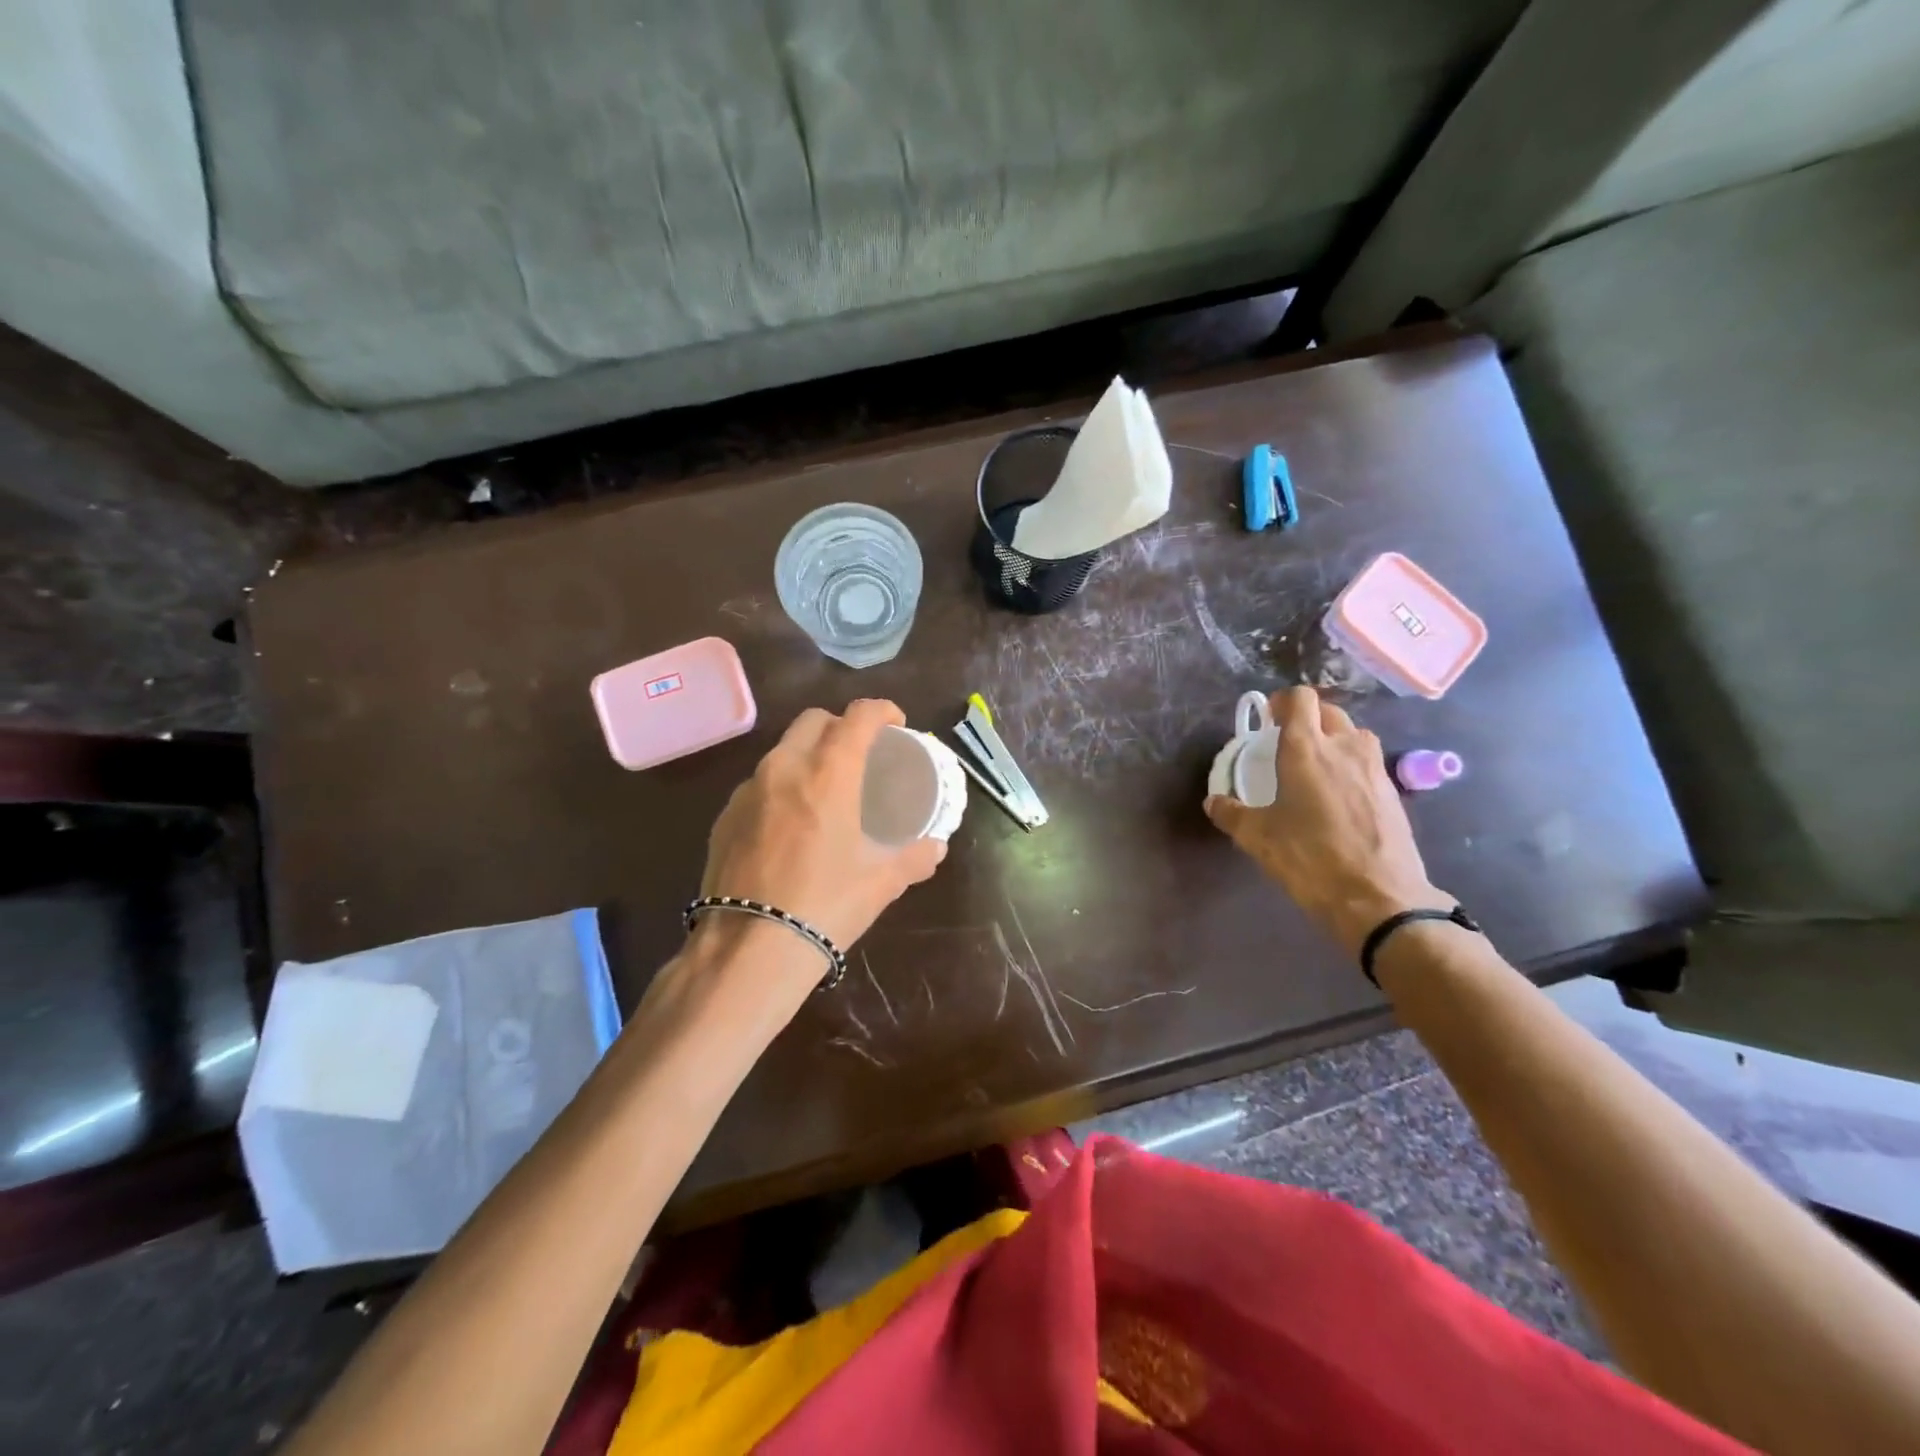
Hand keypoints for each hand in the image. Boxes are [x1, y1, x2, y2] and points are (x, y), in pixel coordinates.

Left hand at [698, 699, 946, 955]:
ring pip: (782, 751)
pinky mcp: (723, 817)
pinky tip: (789, 824)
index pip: (858, 717)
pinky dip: (780, 788)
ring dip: (807, 756)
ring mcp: (747, 791)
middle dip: (840, 725)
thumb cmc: (825, 906)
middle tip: (859, 753)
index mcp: (828, 774)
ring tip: (824, 790)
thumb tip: (935, 848)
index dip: (881, 710)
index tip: (895, 723)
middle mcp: (784, 768)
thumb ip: (913, 858)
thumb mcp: (880, 883)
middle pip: (813, 721)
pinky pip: (758, 785)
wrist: (749, 949)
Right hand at [1205, 687, 1450, 955]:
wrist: (1379, 898)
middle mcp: (1344, 747)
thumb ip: (1232, 814)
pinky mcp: (1393, 791)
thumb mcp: (1258, 838)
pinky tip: (1338, 797)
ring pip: (1353, 734)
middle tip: (1287, 744)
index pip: (1300, 698)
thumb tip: (1214, 802)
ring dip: (1333, 739)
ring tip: (1315, 767)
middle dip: (1307, 719)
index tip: (1268, 721)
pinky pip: (1367, 762)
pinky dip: (1351, 766)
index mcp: (1306, 749)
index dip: (1282, 702)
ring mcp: (1374, 767)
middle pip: (1328, 711)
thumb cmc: (1310, 858)